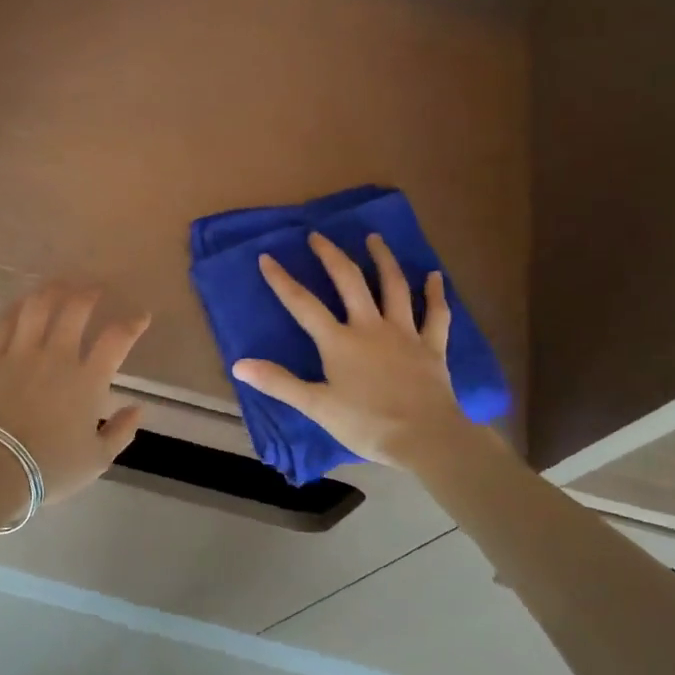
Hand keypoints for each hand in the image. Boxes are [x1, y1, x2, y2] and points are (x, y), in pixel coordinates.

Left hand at [0, 284, 148, 503]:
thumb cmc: (49, 468)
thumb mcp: (97, 459)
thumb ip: (121, 431)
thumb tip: (139, 408)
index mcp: (88, 380)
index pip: (117, 339)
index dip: (133, 323)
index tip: (140, 316)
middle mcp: (57, 356)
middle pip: (76, 309)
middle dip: (89, 294)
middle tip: (94, 290)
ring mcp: (20, 353)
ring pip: (38, 306)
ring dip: (52, 290)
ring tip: (60, 286)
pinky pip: (4, 321)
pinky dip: (17, 307)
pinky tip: (23, 303)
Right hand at [232, 233, 466, 468]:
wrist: (426, 438)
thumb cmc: (367, 424)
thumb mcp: (316, 406)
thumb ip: (278, 382)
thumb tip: (239, 364)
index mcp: (340, 342)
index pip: (304, 305)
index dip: (283, 281)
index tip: (267, 257)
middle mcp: (370, 327)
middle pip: (349, 282)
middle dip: (331, 256)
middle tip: (318, 236)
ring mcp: (404, 333)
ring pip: (393, 287)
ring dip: (383, 260)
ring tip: (374, 238)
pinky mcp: (432, 346)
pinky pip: (436, 314)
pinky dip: (435, 293)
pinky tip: (434, 276)